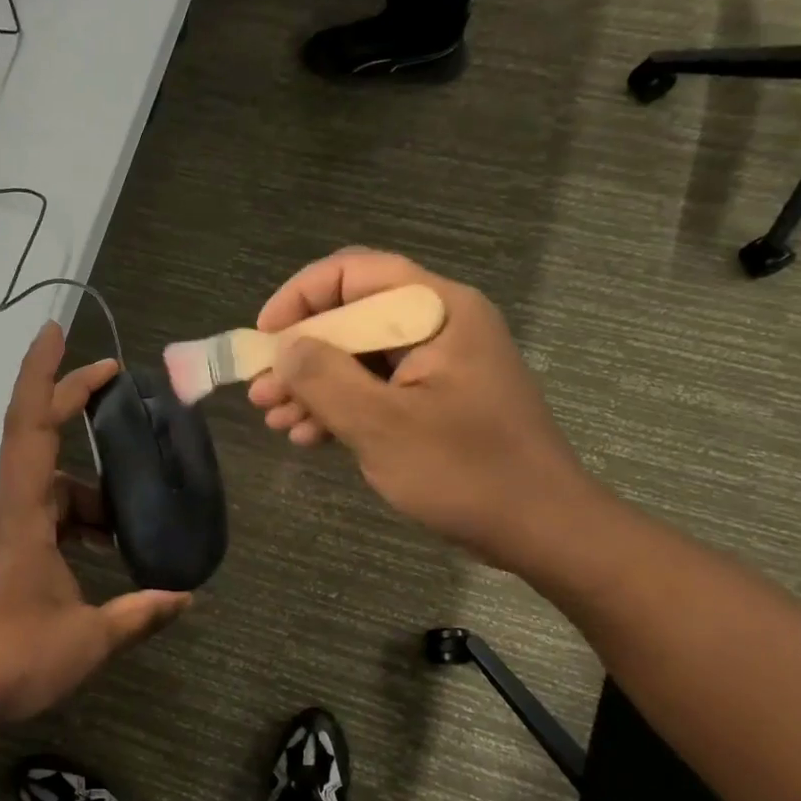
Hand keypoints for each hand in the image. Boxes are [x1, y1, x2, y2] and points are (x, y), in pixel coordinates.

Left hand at [0, 324, 191, 728]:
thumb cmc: (10, 658)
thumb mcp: (88, 638)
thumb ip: (140, 614)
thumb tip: (187, 599)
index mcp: (23, 514)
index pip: (31, 425)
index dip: (46, 375)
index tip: (59, 334)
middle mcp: (8, 511)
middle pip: (40, 442)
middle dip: (73, 404)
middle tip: (115, 384)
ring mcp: (1, 534)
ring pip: (49, 489)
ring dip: (88, 493)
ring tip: (128, 523)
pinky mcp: (0, 556)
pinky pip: (43, 518)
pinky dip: (75, 520)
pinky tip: (103, 552)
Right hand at [246, 249, 603, 572]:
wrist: (540, 528)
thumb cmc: (465, 471)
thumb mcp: (382, 425)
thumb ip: (324, 379)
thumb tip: (283, 347)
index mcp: (437, 310)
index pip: (355, 272)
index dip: (300, 297)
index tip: (264, 337)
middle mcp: (439, 325)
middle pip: (352, 317)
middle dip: (300, 354)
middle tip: (260, 393)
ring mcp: (439, 364)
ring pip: (359, 357)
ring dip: (313, 386)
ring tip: (275, 420)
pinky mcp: (437, 400)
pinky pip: (377, 388)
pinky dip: (341, 407)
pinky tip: (309, 436)